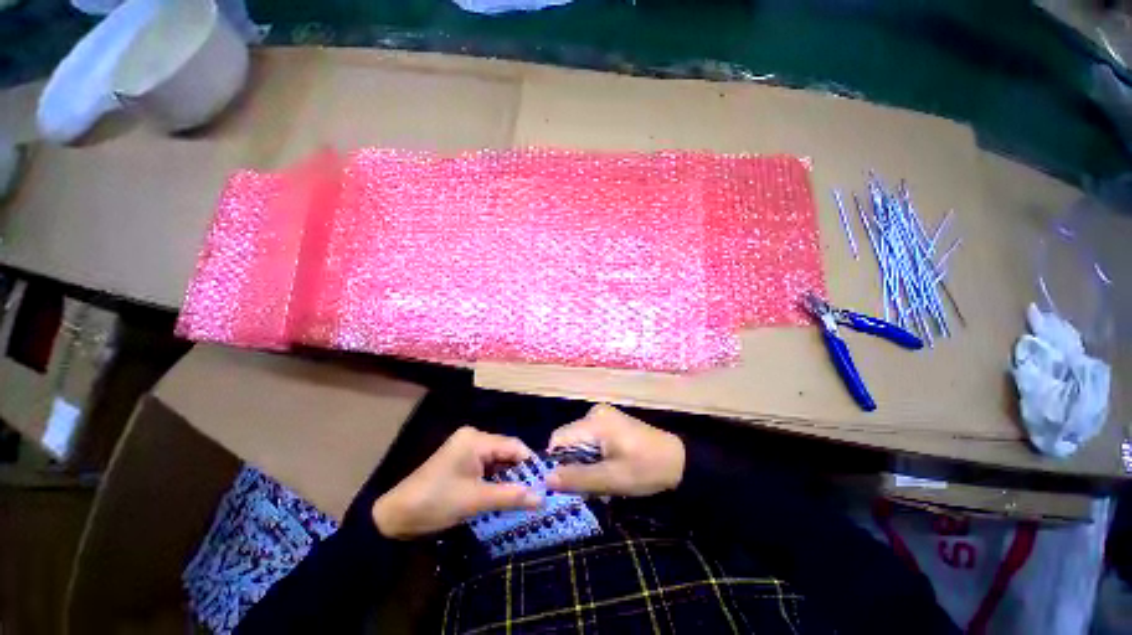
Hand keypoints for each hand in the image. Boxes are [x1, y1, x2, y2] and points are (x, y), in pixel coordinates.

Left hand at [372, 427, 541, 539]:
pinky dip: (496, 478)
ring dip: (509, 477)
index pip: (514, 446)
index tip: (544, 484)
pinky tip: (504, 493)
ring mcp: (467, 447)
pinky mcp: (462, 459)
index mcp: (476, 439)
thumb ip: (511, 497)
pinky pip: (487, 465)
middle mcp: (474, 437)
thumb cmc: (436, 503)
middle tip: (536, 493)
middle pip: (507, 451)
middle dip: (520, 472)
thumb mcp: (476, 501)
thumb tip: (542, 499)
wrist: (394, 517)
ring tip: (524, 495)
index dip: (530, 465)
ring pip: (498, 459)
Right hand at [546, 404, 684, 496]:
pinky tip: (608, 465)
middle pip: (569, 439)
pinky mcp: (610, 421)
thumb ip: (577, 478)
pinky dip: (593, 454)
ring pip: (579, 440)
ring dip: (584, 460)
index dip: (557, 462)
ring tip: (601, 476)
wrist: (677, 461)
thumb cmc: (645, 469)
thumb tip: (546, 479)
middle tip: (590, 482)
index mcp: (594, 421)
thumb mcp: (610, 479)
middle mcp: (595, 412)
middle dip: (573, 462)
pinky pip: (590, 438)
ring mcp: (603, 415)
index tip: (567, 483)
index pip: (558, 439)